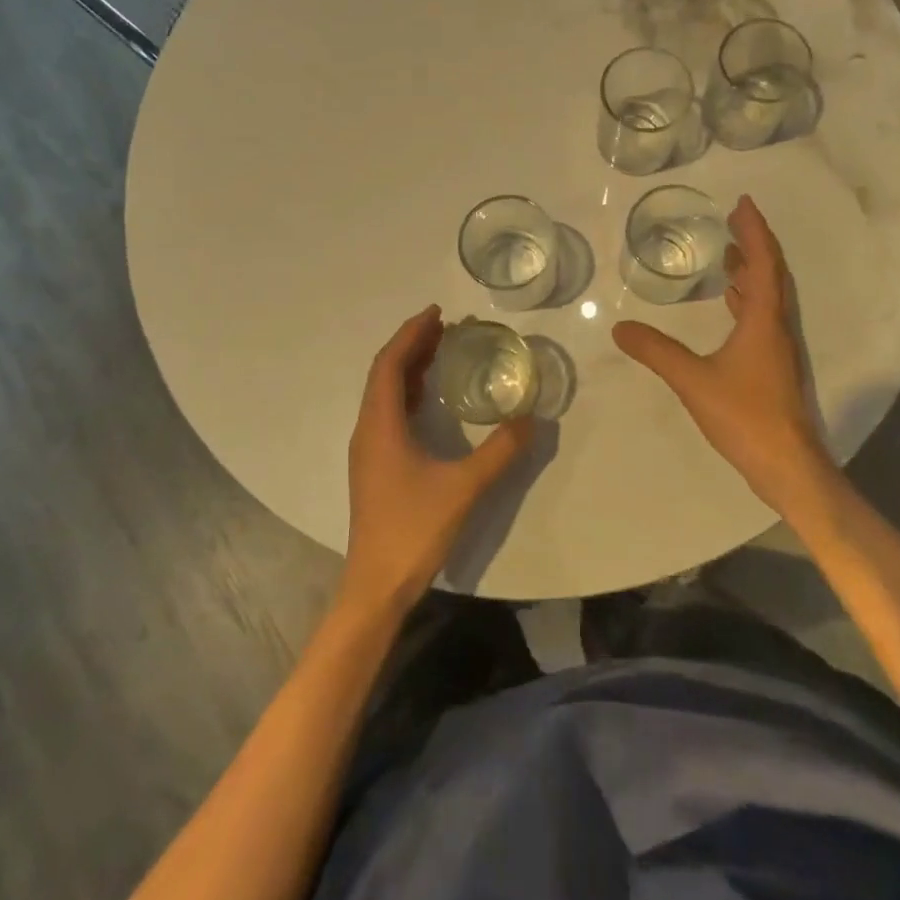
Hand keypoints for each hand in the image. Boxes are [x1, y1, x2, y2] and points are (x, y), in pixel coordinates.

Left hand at [339, 306, 532, 612]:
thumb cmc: (413, 530)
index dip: (412, 334)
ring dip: (408, 368)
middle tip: (446, 327)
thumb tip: (532, 419)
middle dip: (412, 345)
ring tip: (440, 352)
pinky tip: (427, 399)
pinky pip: (387, 413)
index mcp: (380, 425)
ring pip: (383, 393)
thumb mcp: (464, 488)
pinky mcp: (374, 466)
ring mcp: (368, 449)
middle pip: (384, 373)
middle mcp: (368, 429)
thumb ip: (500, 452)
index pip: (390, 363)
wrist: (376, 586)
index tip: (438, 313)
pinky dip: (406, 393)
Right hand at [613, 195, 834, 516]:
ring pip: (769, 296)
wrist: (787, 466)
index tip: (742, 203)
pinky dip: (748, 299)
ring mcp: (778, 348)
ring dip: (752, 271)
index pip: (764, 262)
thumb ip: (656, 352)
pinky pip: (762, 316)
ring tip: (729, 254)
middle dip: (754, 244)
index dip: (755, 230)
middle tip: (732, 221)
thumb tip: (619, 328)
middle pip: (771, 273)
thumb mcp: (693, 380)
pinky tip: (731, 304)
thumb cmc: (745, 416)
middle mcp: (777, 326)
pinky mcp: (774, 366)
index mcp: (764, 320)